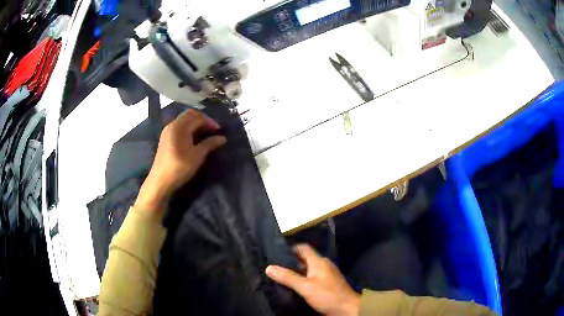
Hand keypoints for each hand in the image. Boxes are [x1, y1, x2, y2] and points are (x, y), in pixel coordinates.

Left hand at [135, 109, 225, 217]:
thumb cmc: (180, 167)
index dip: (210, 122)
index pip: (197, 117)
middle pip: (190, 115)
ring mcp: (167, 131)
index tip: (218, 131)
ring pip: (184, 120)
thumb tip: (222, 138)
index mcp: (180, 127)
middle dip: (202, 119)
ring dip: (195, 123)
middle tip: (212, 130)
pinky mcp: (165, 138)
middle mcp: (172, 125)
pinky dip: (188, 128)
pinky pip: (179, 126)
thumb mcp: (197, 156)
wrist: (160, 180)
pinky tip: (193, 138)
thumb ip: (209, 144)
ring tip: (204, 134)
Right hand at [266, 244, 360, 315]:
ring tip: (281, 277)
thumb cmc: (327, 295)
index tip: (275, 253)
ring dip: (296, 272)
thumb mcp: (305, 287)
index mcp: (319, 262)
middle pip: (304, 259)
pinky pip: (312, 277)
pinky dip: (303, 279)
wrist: (347, 308)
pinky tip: (294, 286)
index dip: (290, 248)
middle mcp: (323, 265)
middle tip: (274, 267)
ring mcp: (327, 275)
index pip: (303, 248)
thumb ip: (288, 277)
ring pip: (308, 269)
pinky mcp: (328, 284)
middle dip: (290, 262)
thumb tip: (269, 267)